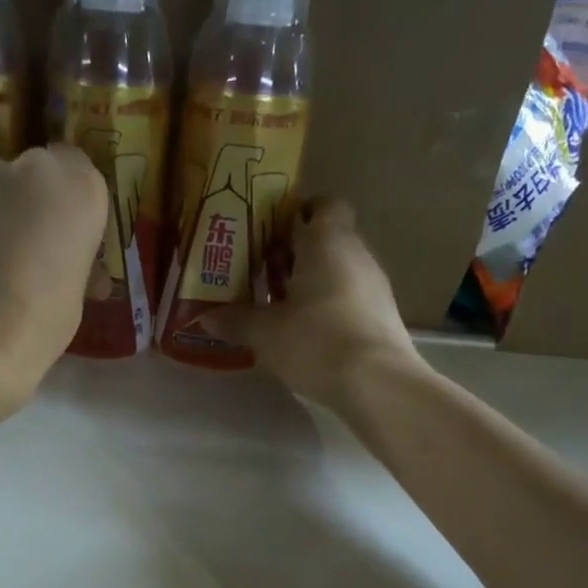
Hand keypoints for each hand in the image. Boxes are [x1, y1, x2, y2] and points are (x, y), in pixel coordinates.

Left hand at [0, 145, 106, 389]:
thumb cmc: (45, 318)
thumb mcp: (76, 288)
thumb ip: (67, 254)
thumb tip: (60, 259)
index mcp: (78, 188)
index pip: (75, 166)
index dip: (65, 197)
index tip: (61, 228)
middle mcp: (30, 168)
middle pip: (29, 175)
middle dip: (26, 202)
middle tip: (22, 247)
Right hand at [200, 198, 418, 408]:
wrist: (377, 383)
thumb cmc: (316, 340)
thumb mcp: (265, 333)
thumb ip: (236, 320)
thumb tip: (205, 318)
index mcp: (328, 241)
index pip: (323, 204)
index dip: (298, 212)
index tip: (270, 232)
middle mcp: (356, 253)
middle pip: (327, 239)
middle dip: (295, 253)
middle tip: (260, 271)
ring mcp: (374, 285)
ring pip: (338, 270)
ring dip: (310, 282)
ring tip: (277, 305)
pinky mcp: (382, 316)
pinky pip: (349, 298)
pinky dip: (327, 306)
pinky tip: (305, 332)